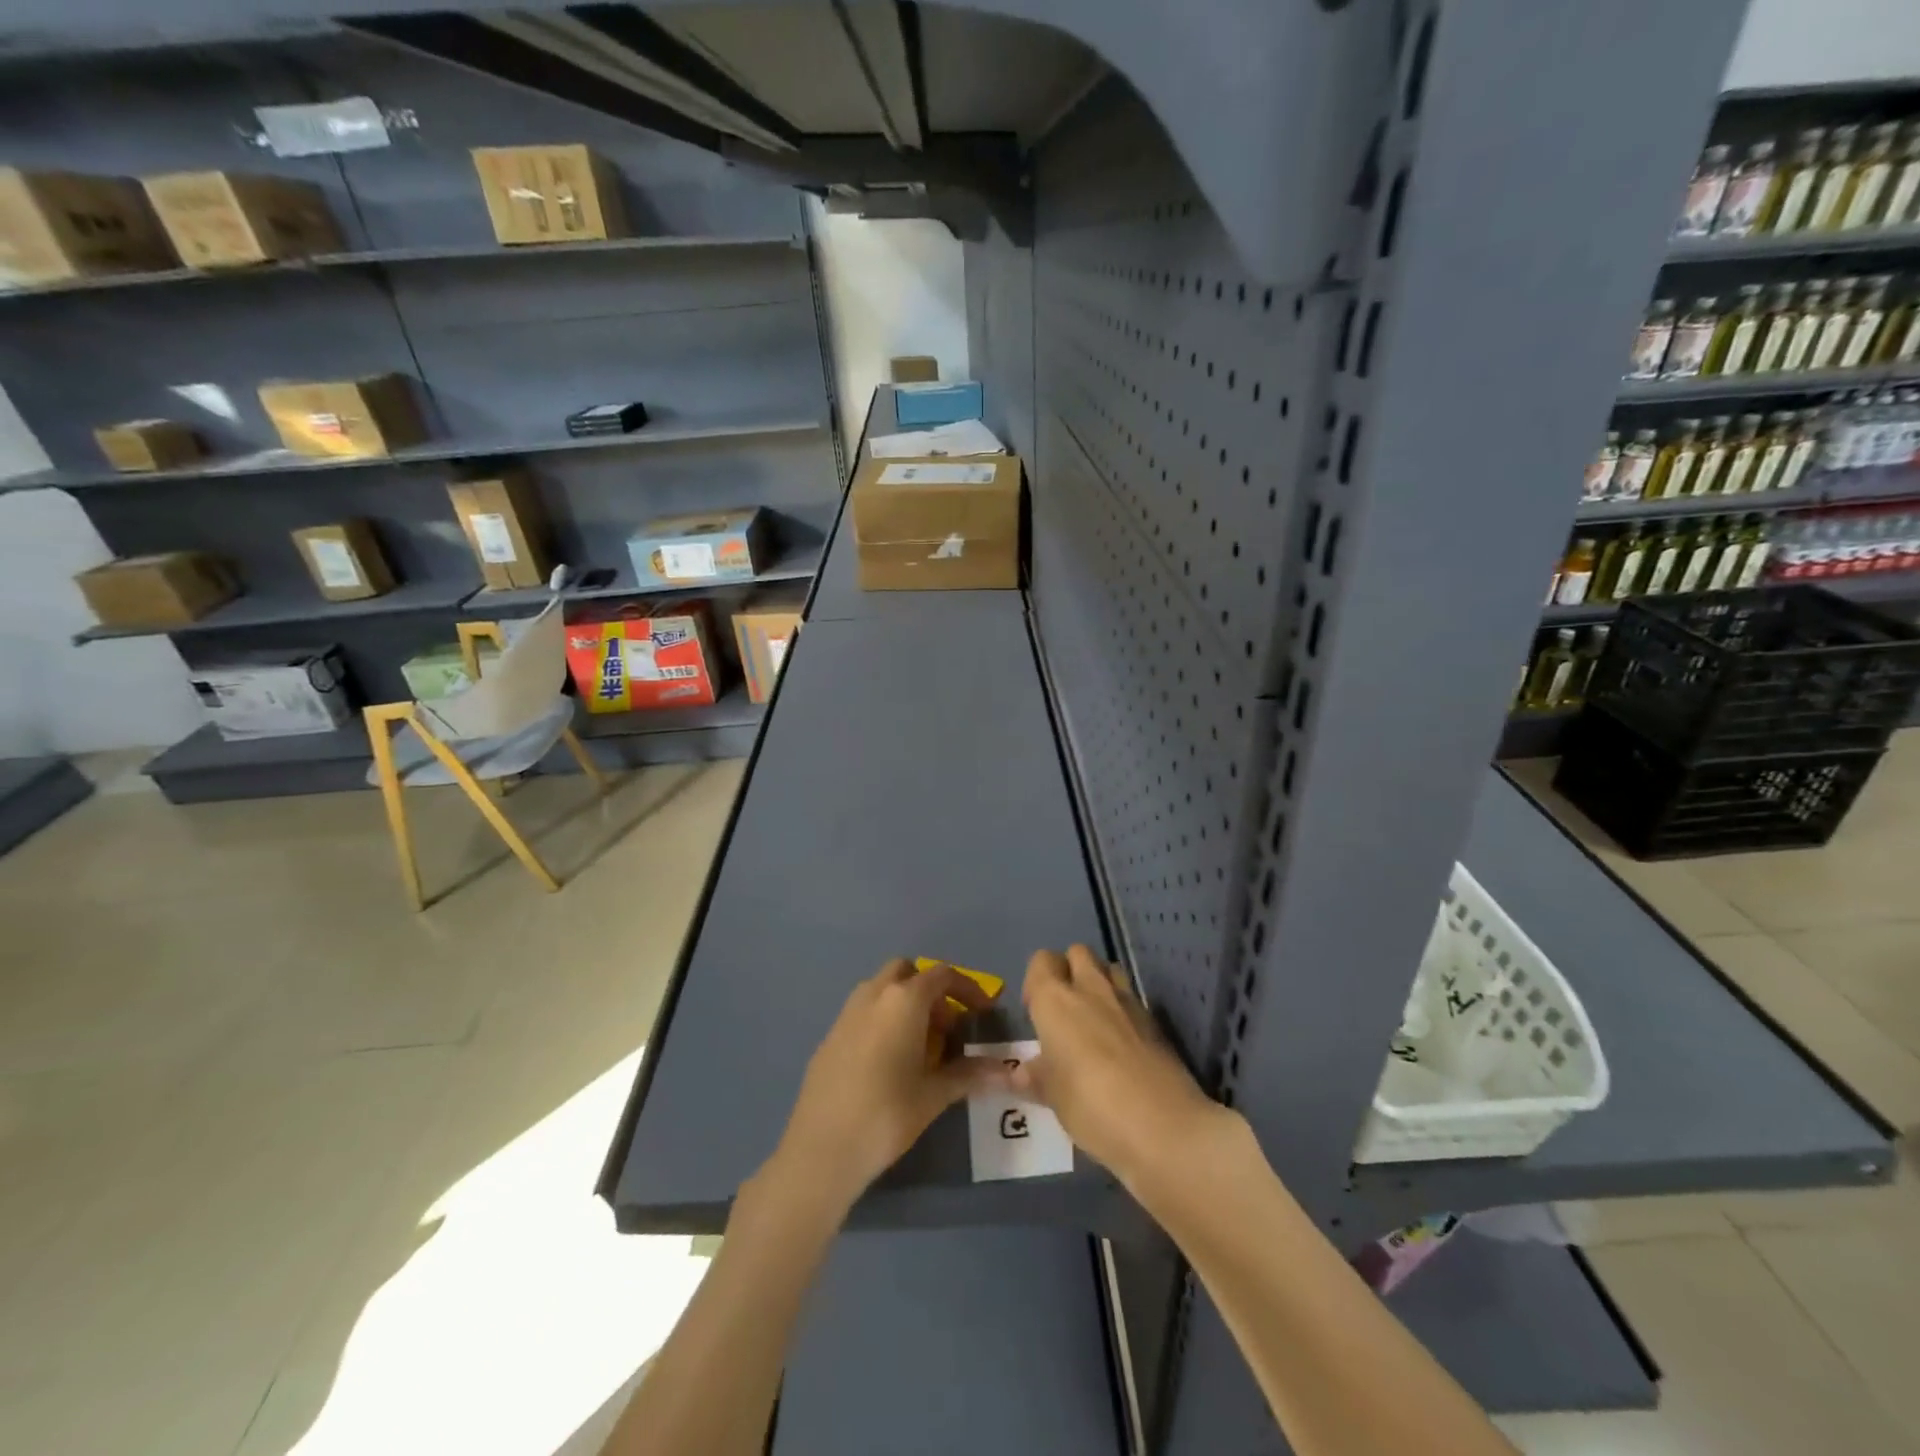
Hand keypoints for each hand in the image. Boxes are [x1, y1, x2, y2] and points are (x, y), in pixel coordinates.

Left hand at [768, 959, 1004, 1214]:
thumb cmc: (887, 1114)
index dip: (967, 989)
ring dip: (905, 1003)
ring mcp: (847, 1013)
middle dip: (931, 990)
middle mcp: (874, 994)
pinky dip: (883, 1020)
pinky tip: (889, 1062)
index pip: (942, 975)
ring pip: (882, 989)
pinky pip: (864, 1012)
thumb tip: (1005, 1070)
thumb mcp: (934, 1094)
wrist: (821, 1148)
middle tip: (946, 1027)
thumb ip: (969, 1074)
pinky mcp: (830, 1035)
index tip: (982, 1012)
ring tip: (921, 1046)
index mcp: (903, 1000)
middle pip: (907, 973)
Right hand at [1015, 945, 1239, 1191]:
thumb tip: (1019, 1073)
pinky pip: (1131, 997)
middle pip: (1077, 952)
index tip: (1034, 1013)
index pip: (1041, 961)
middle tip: (1064, 1011)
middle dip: (1068, 970)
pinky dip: (1121, 1008)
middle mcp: (1090, 989)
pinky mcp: (1154, 1020)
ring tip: (1092, 1019)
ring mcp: (1127, 1001)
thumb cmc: (1091, 1106)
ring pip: (1108, 968)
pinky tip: (1121, 1043)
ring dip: (1098, 981)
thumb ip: (1035, 1077)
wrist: (1164, 1125)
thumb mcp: (1053, 1098)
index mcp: (1056, 1000)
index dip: (1035, 981)